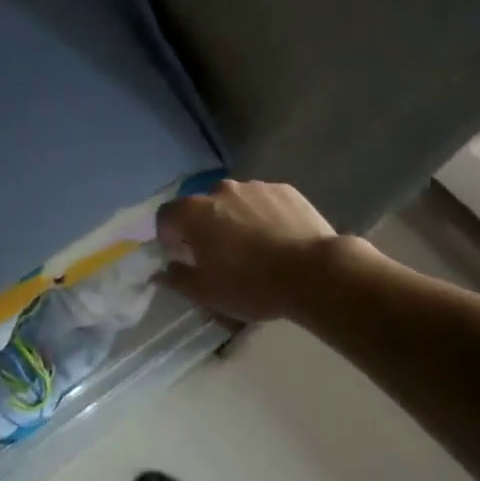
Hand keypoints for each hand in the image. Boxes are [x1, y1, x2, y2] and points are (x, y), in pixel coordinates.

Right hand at [155, 179, 355, 323]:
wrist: (315, 274)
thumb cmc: (252, 285)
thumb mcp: (206, 293)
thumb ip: (177, 278)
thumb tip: (164, 270)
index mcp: (192, 212)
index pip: (166, 216)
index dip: (169, 237)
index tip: (184, 257)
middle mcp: (218, 190)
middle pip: (201, 207)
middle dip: (205, 227)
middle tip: (222, 255)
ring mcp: (253, 187)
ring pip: (234, 202)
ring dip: (235, 219)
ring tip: (256, 247)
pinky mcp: (284, 190)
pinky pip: (263, 201)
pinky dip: (264, 215)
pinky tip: (280, 239)